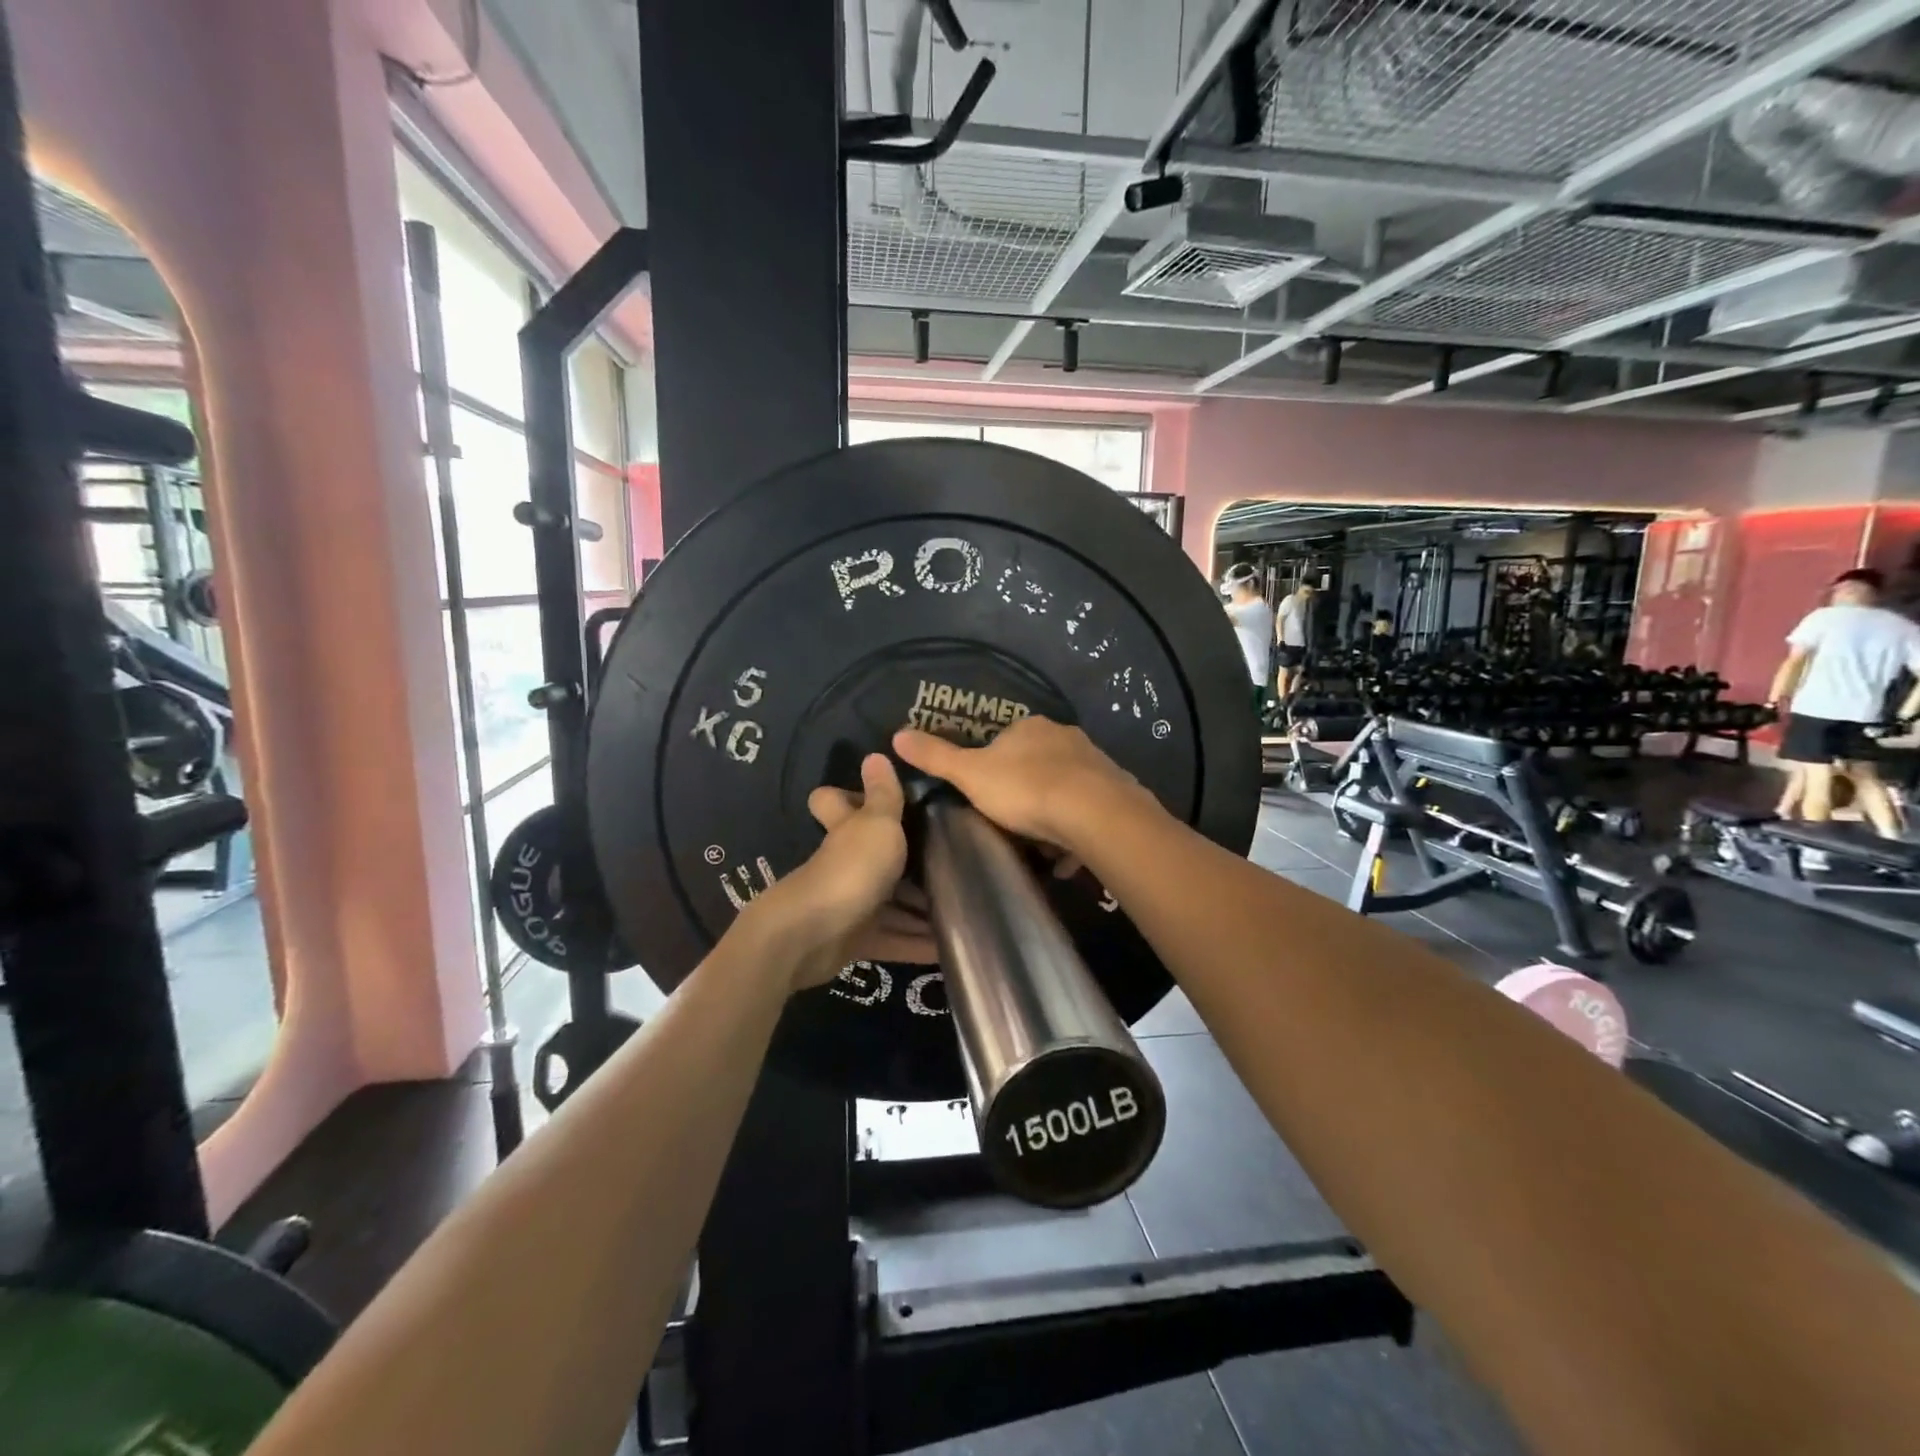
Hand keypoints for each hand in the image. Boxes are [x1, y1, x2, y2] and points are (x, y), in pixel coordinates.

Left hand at [749, 754, 932, 991]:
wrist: (813, 936)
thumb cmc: (850, 869)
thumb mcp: (877, 824)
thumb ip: (883, 794)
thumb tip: (875, 753)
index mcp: (846, 829)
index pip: (834, 802)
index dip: (848, 795)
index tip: (887, 796)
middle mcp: (846, 863)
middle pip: (873, 855)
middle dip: (907, 859)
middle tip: (953, 856)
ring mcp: (850, 903)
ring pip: (890, 901)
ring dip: (920, 908)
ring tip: (965, 905)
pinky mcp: (857, 940)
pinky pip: (894, 939)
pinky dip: (918, 943)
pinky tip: (949, 946)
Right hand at [891, 717, 1147, 856]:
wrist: (1094, 814)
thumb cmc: (1025, 789)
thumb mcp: (970, 775)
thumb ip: (936, 757)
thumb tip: (897, 734)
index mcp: (1030, 727)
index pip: (1005, 742)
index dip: (993, 769)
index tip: (986, 798)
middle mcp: (1066, 737)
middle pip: (1038, 765)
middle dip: (1025, 793)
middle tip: (1011, 825)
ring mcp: (1095, 763)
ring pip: (1065, 789)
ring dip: (1052, 816)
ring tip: (1039, 848)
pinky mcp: (1117, 791)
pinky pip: (1089, 812)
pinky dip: (1076, 833)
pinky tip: (1066, 859)